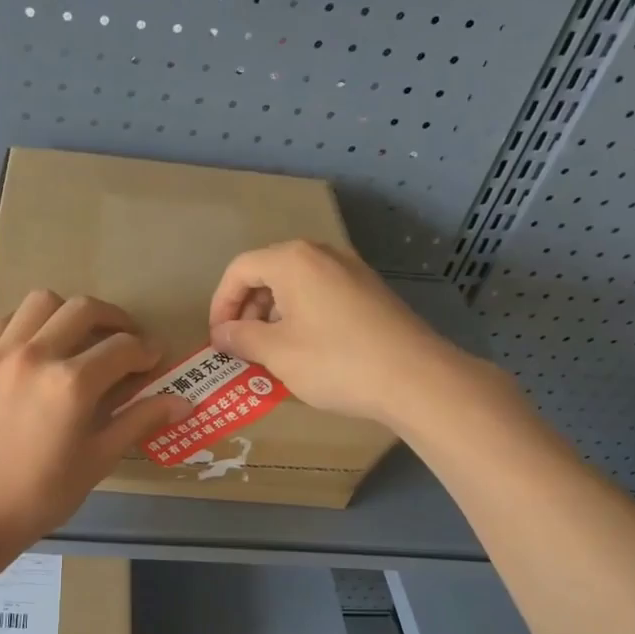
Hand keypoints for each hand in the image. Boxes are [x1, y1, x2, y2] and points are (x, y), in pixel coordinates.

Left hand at [0, 291, 189, 547]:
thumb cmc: (39, 496)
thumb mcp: (96, 461)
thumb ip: (138, 422)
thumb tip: (183, 402)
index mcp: (71, 384)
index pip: (123, 347)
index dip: (146, 350)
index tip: (153, 359)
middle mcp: (35, 355)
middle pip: (83, 310)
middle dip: (114, 319)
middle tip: (123, 340)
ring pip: (39, 302)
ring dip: (66, 313)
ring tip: (74, 337)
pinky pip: (1, 323)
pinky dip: (24, 326)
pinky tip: (31, 350)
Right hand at [208, 240, 495, 429]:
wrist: (416, 379)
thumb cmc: (335, 361)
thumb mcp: (277, 352)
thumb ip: (242, 338)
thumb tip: (221, 334)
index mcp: (293, 260)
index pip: (239, 269)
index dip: (220, 304)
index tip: (218, 340)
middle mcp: (321, 254)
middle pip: (267, 273)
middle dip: (247, 310)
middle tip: (242, 347)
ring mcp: (350, 270)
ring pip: (295, 285)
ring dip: (273, 315)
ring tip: (272, 353)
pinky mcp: (369, 291)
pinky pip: (321, 294)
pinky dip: (301, 316)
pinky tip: (307, 351)